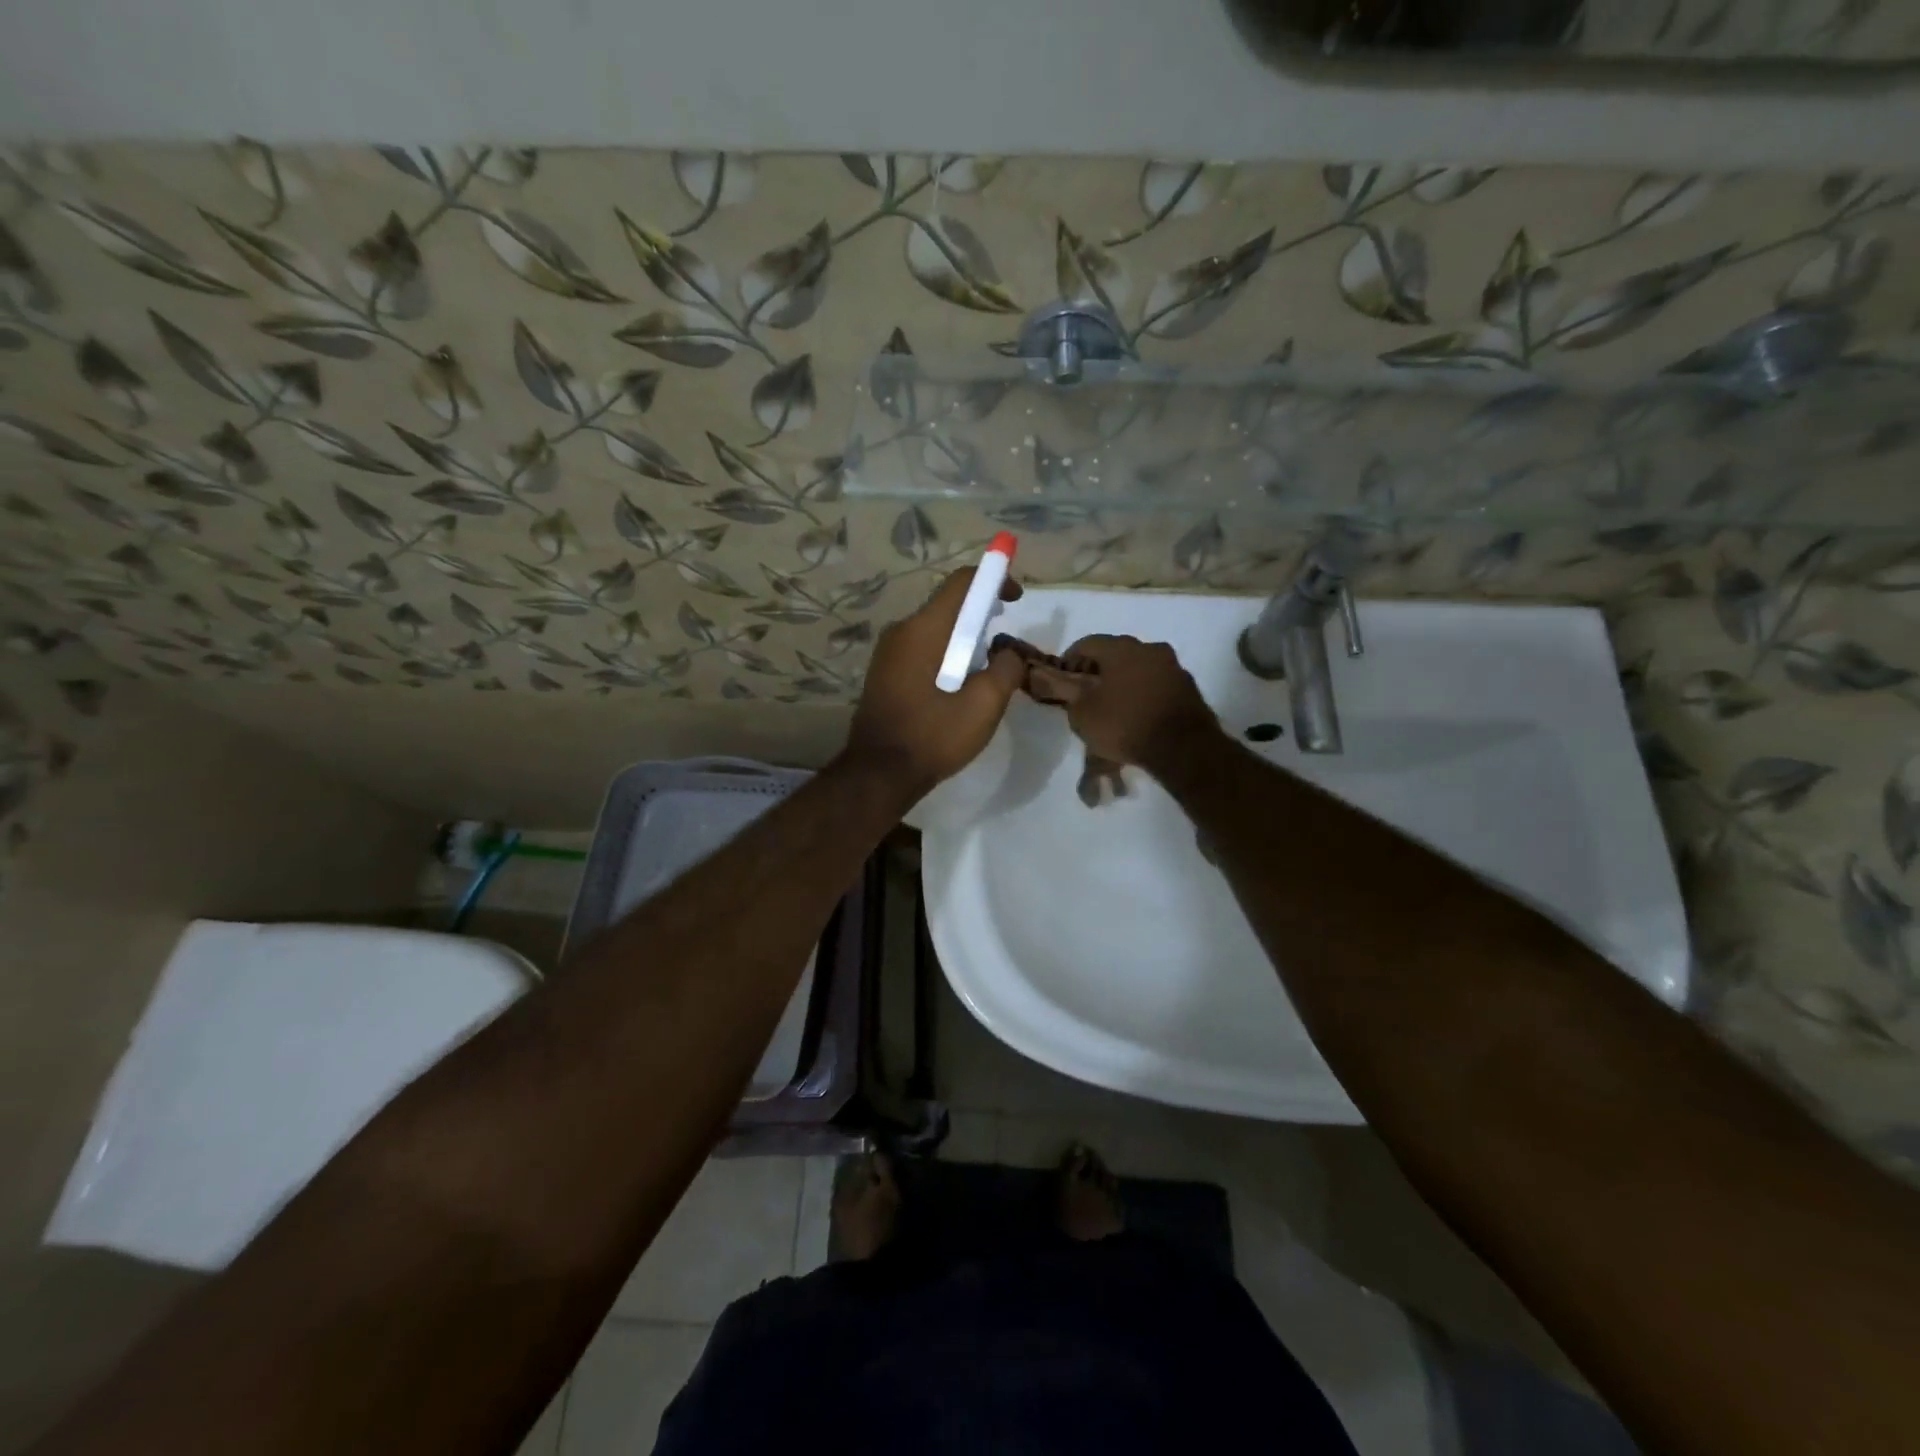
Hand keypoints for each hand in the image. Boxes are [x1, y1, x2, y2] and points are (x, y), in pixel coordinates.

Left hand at [844, 567, 1025, 798]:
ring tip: (985, 667)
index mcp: (924, 630)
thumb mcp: (984, 705)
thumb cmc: (933, 736)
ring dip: (963, 638)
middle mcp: (901, 631)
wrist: (879, 774)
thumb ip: (1006, 669)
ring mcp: (887, 652)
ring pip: (934, 628)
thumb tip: (1008, 653)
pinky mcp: (884, 673)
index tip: (1015, 597)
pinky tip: (958, 684)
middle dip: (981, 613)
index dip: (993, 580)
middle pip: (947, 605)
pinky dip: (945, 653)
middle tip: (1004, 641)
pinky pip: (921, 648)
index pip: (961, 583)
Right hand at [1028, 634, 1219, 771]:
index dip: (1070, 661)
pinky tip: (1137, 714)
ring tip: (1113, 707)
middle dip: (1098, 671)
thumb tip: (1046, 675)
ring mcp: (1173, 666)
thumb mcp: (1082, 712)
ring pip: (1138, 668)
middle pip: (1114, 653)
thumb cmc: (1124, 724)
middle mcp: (1149, 647)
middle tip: (1087, 695)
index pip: (1086, 643)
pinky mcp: (1188, 686)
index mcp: (1120, 647)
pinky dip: (1143, 693)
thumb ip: (1064, 690)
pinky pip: (1156, 683)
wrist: (1183, 748)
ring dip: (1123, 681)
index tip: (1063, 681)